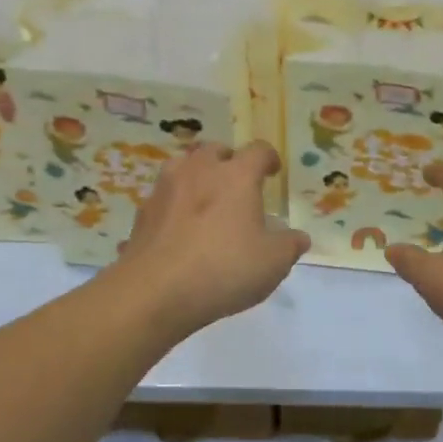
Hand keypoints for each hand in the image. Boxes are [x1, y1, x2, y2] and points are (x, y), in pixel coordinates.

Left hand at [112, 141, 309, 336]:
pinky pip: (163, 197)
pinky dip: (174, 204)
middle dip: (228, 162)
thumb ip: (289, 245)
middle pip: (215, 150)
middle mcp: (199, 171)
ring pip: (182, 166)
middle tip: (237, 184)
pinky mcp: (143, 212)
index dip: (268, 158)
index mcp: (236, 176)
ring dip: (196, 175)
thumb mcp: (272, 263)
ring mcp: (165, 189)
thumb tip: (298, 237)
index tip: (272, 171)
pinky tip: (179, 227)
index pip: (257, 151)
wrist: (156, 291)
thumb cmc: (224, 269)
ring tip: (204, 199)